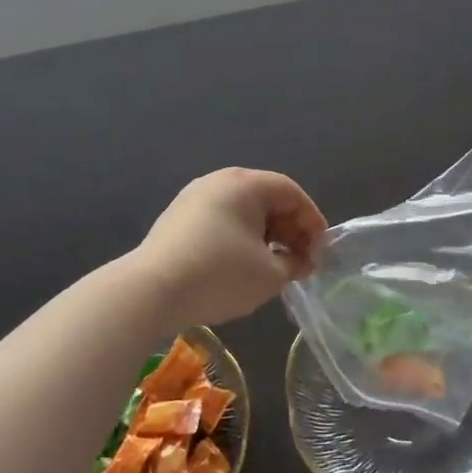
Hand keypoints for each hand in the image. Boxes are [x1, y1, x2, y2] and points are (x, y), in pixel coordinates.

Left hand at [133, 169, 327, 326]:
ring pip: (243, 212)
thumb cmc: (220, 274)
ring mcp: (194, 198)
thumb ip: (294, 263)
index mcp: (246, 183)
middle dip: (289, 230)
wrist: (150, 291)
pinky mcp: (176, 220)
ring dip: (265, 237)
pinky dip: (240, 239)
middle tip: (301, 262)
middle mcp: (219, 181)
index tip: (321, 251)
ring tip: (274, 268)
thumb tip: (299, 261)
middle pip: (267, 199)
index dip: (312, 221)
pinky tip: (242, 267)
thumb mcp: (270, 274)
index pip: (291, 193)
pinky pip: (221, 222)